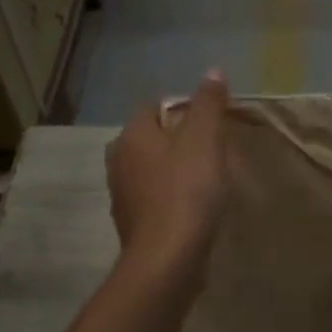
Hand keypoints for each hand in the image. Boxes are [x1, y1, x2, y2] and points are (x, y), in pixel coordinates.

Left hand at [106, 70, 230, 271]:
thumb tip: (212, 72)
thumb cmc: (187, 191)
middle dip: (178, 140)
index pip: (154, 107)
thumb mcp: (205, 139)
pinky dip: (171, 198)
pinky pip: (154, 200)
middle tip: (212, 148)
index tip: (212, 121)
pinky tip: (194, 208)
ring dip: (174, 170)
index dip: (183, 108)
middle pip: (151, 139)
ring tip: (207, 178)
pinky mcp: (134, 226)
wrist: (168, 260)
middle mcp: (119, 162)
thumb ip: (208, 104)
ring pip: (151, 171)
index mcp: (133, 136)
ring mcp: (123, 196)